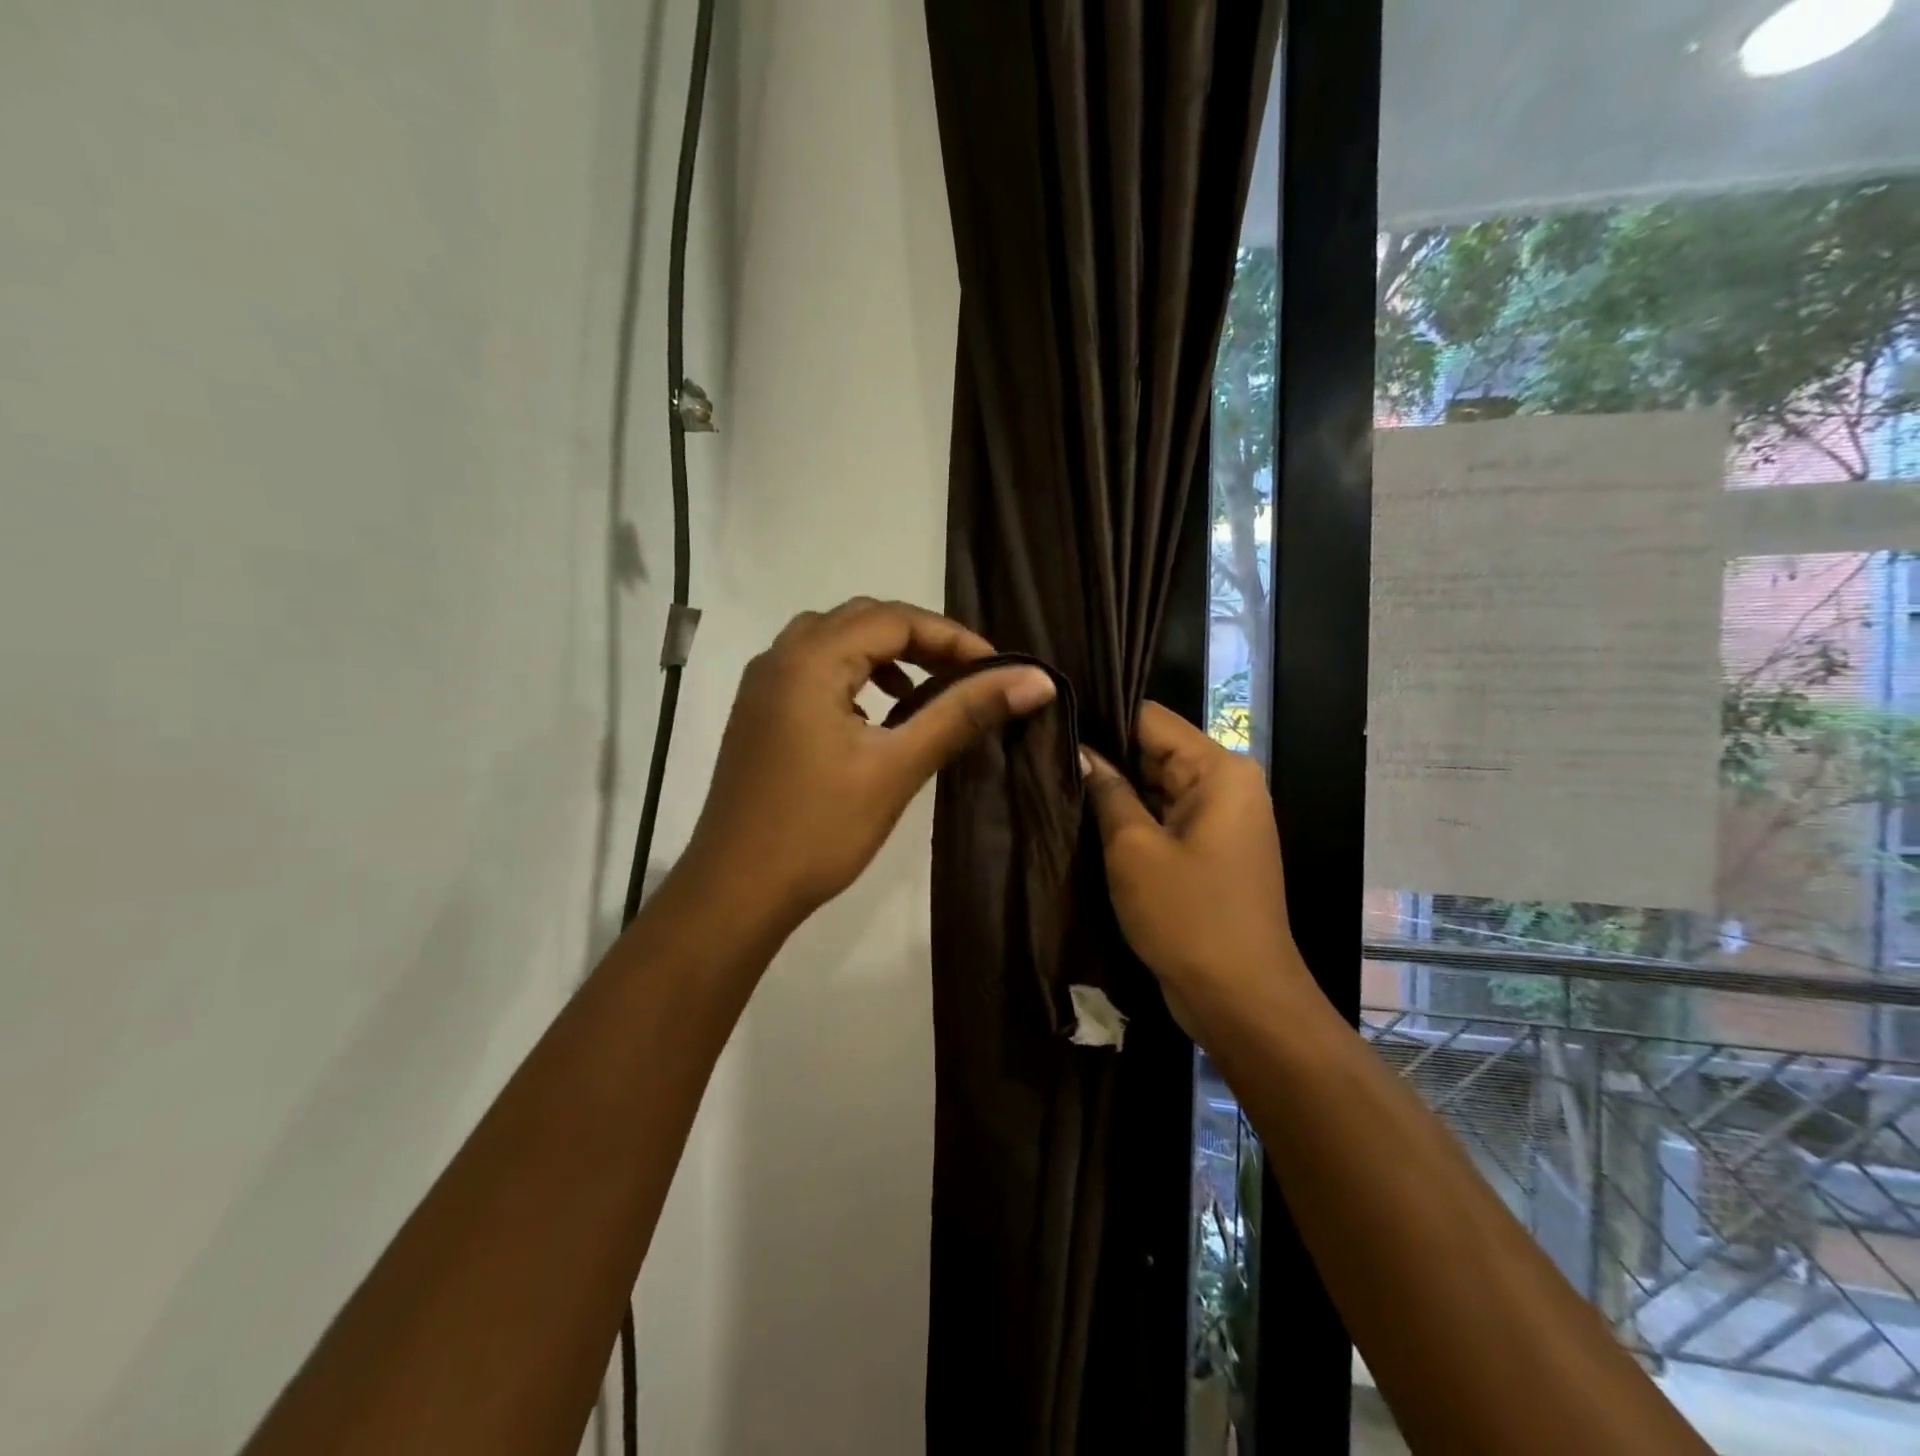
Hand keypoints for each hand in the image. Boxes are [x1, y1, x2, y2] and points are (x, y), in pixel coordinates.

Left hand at [681, 597, 1056, 932]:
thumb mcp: (898, 767)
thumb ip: (964, 713)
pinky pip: (812, 670)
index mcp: (810, 659)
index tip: (997, 670)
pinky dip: (853, 675)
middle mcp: (780, 658)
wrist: (734, 892)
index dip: (953, 637)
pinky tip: (876, 715)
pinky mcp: (758, 714)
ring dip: (884, 654)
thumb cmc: (819, 829)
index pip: (895, 619)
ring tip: (926, 689)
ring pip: (833, 641)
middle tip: (968, 674)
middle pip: (862, 620)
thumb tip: (1036, 680)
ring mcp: (762, 686)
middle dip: (921, 639)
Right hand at [1081, 703, 1296, 1035]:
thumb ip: (1107, 791)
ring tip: (1053, 777)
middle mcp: (1228, 784)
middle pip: (1155, 750)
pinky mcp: (1211, 848)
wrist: (1241, 999)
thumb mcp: (1134, 849)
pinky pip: (1166, 816)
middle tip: (1042, 750)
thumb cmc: (1188, 916)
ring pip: (1157, 785)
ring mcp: (1221, 818)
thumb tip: (1079, 752)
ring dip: (1115, 788)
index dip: (1101, 716)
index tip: (1051, 717)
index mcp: (1219, 770)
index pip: (1151, 719)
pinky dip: (1133, 817)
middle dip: (1104, 754)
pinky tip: (1085, 814)